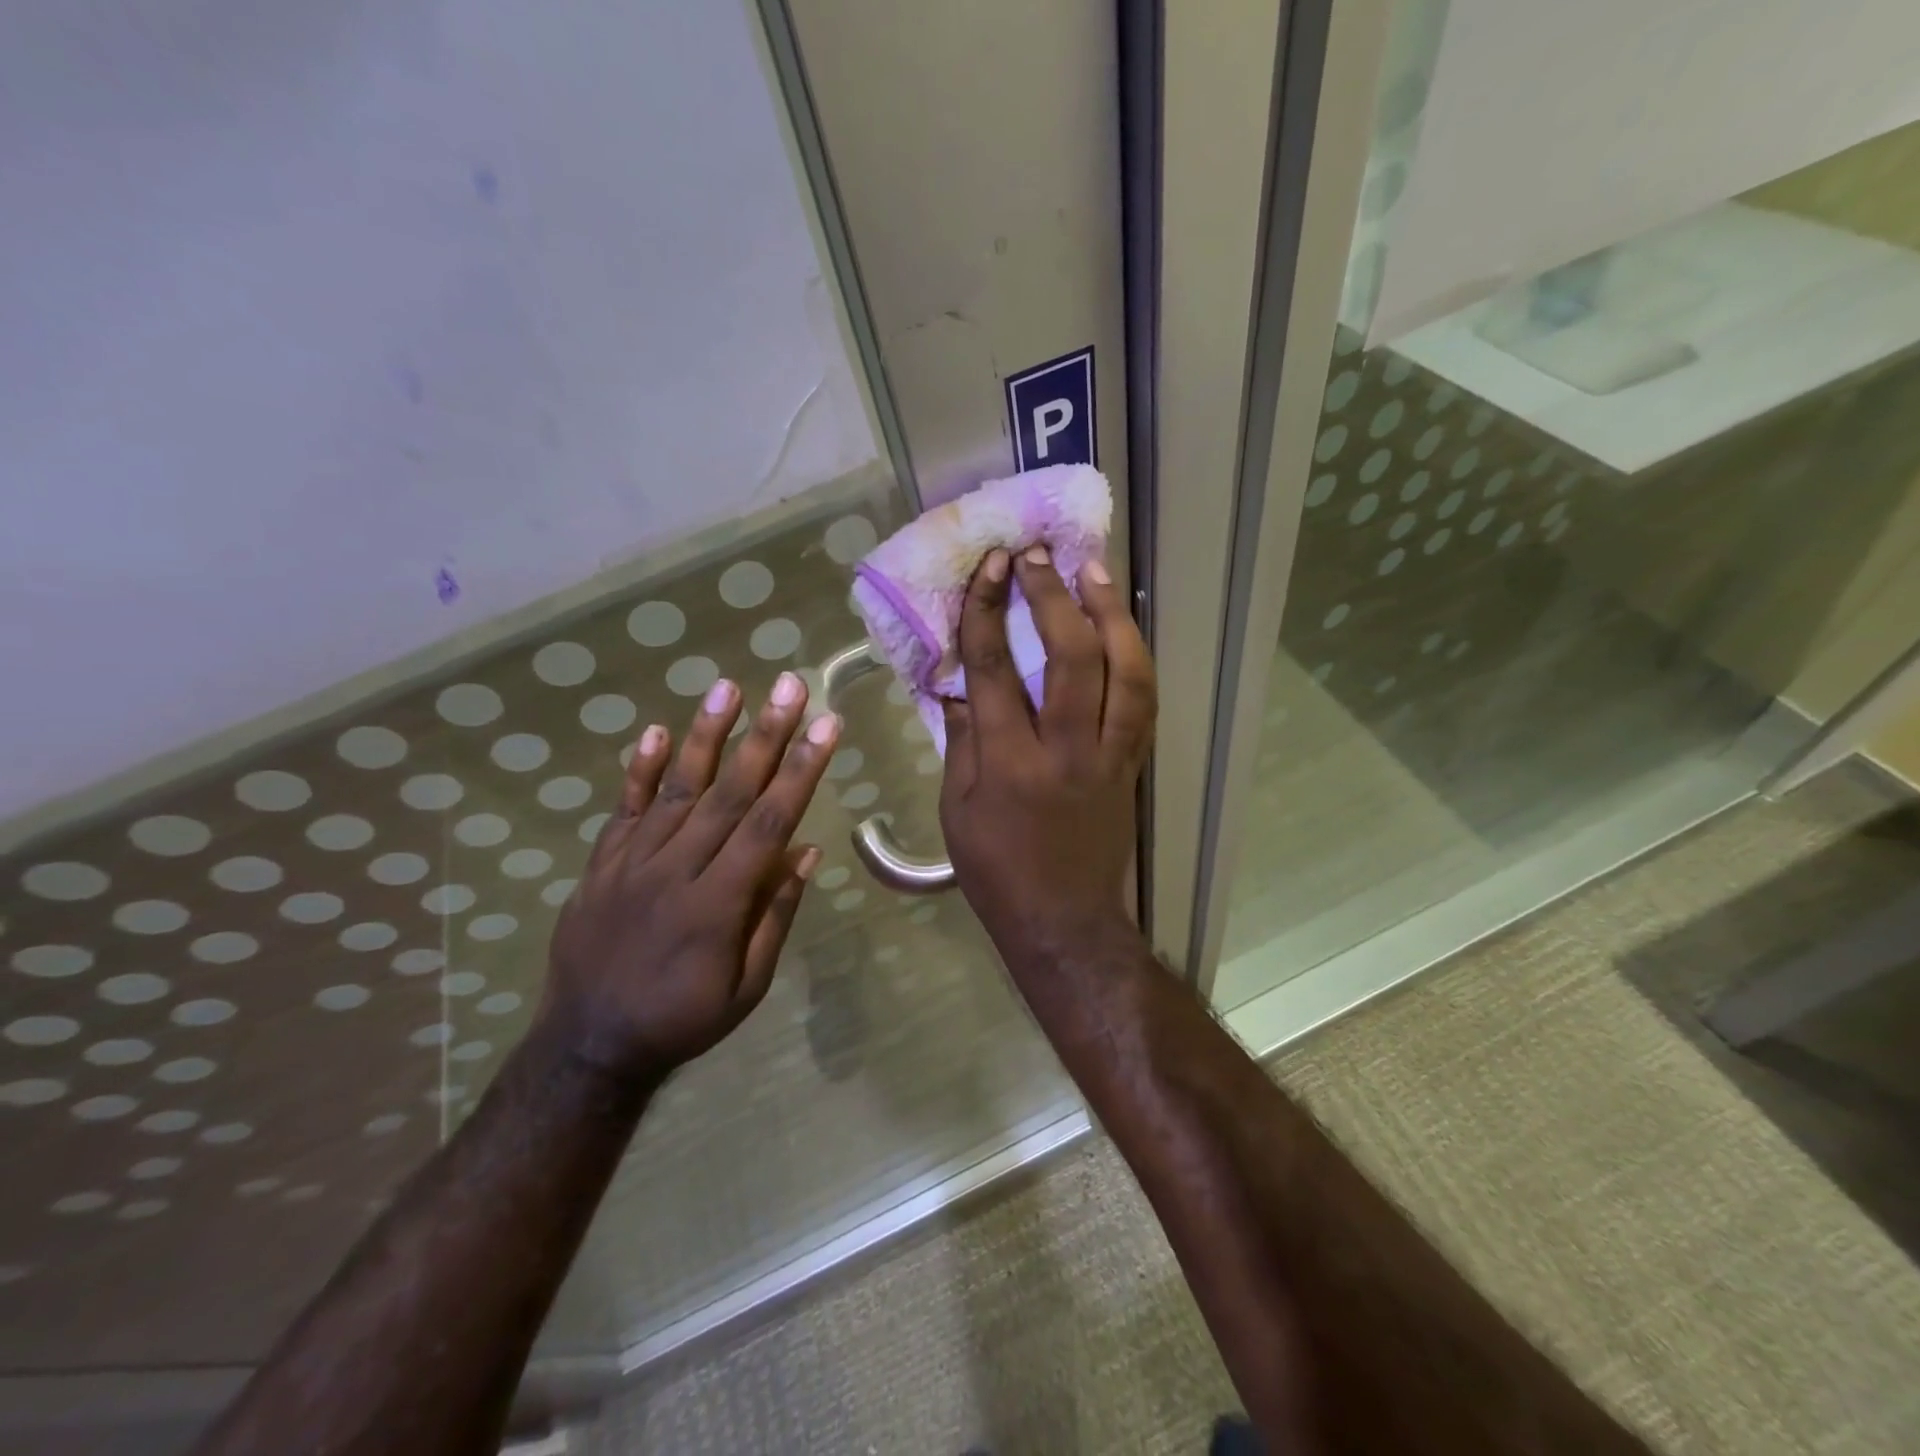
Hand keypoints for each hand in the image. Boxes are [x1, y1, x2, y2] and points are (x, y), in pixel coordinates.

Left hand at [540, 672, 838, 1084]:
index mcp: (718, 903)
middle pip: (729, 792)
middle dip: (766, 735)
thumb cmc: (682, 1019)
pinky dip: (641, 770)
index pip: (769, 822)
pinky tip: (658, 731)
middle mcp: (676, 870)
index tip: (827, 727)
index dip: (802, 771)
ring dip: (706, 735)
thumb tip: (805, 852)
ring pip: (678, 789)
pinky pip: (623, 810)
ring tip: (728, 688)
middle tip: (790, 686)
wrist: (588, 1046)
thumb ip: (775, 915)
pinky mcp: (601, 865)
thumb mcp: (747, 985)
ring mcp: (632, 863)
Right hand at [940, 546, 1156, 956]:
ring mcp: (1108, 756)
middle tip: (1038, 555)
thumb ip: (960, 742)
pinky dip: (1134, 656)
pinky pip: (1142, 700)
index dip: (989, 611)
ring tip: (1093, 571)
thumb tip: (959, 686)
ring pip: (1122, 672)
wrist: (1065, 922)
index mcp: (1007, 764)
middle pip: (1068, 658)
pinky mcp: (1132, 765)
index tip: (990, 566)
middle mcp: (1065, 750)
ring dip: (1109, 614)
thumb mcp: (956, 810)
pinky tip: (1122, 626)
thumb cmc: (997, 871)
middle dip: (1052, 597)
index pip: (995, 670)